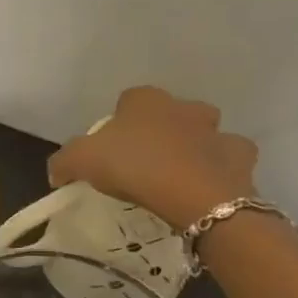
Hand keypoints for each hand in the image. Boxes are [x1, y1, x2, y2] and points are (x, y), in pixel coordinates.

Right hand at [47, 86, 258, 230]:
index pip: (128, 100)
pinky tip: (203, 188)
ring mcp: (217, 131)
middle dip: (159, 131)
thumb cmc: (134, 167)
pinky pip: (227, 160)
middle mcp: (184, 107)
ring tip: (175, 177)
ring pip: (203, 134)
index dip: (117, 123)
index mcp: (145, 100)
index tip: (109, 149)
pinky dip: (218, 170)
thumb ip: (63, 162)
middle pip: (168, 114)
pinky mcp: (240, 158)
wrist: (195, 197)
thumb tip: (57, 173)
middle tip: (142, 162)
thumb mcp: (80, 161)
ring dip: (192, 148)